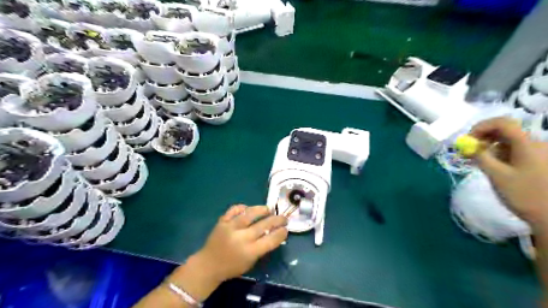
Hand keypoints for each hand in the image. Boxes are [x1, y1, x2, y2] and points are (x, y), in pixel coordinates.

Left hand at [136, 205, 286, 305]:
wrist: (208, 265)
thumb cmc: (232, 267)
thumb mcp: (251, 262)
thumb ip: (262, 248)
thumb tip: (274, 233)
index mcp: (250, 251)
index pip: (271, 239)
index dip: (281, 232)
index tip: (286, 228)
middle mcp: (241, 238)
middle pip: (264, 224)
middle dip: (277, 219)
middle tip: (283, 217)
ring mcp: (230, 227)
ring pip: (250, 213)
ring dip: (262, 209)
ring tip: (268, 209)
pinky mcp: (222, 221)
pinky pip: (234, 210)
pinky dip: (242, 207)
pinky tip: (248, 209)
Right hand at [469, 117, 547, 232]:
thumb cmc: (524, 195)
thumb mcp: (496, 175)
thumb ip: (480, 157)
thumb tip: (467, 145)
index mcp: (527, 144)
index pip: (502, 123)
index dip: (481, 126)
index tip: (467, 140)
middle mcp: (536, 144)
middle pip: (506, 130)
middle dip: (484, 138)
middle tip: (470, 151)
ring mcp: (540, 153)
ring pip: (509, 141)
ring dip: (491, 148)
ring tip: (481, 163)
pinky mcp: (540, 161)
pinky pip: (516, 150)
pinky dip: (501, 154)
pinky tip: (496, 168)